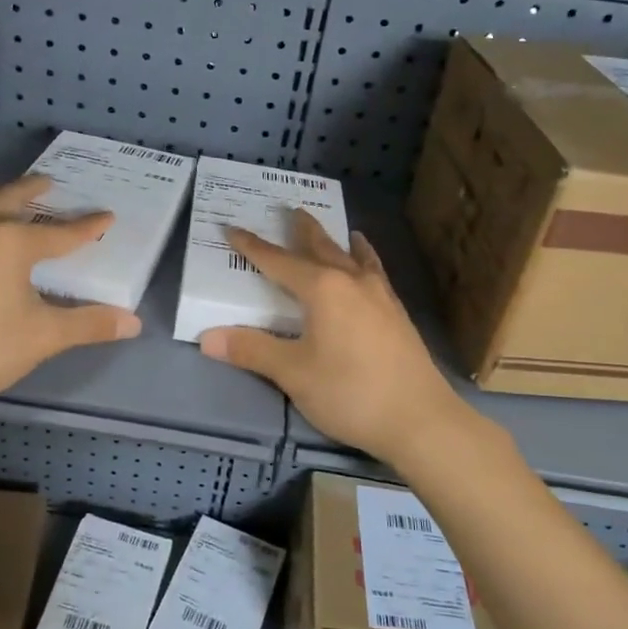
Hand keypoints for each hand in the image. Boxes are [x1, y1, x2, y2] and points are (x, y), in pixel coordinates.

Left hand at [0, 176, 141, 413]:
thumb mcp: (43, 337)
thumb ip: (88, 325)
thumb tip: (133, 322)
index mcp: (11, 243)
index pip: (61, 233)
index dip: (87, 227)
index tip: (107, 216)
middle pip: (10, 199)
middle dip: (32, 190)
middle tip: (48, 183)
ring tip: (4, 197)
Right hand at [199, 211, 461, 458]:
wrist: (420, 420)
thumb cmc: (350, 392)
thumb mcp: (293, 373)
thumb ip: (251, 350)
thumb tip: (207, 338)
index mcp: (323, 289)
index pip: (278, 261)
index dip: (252, 246)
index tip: (231, 228)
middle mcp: (352, 281)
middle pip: (322, 247)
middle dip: (302, 229)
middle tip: (291, 209)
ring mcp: (380, 295)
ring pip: (353, 257)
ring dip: (338, 241)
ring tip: (338, 229)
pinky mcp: (397, 314)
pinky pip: (375, 273)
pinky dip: (365, 260)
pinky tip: (368, 269)